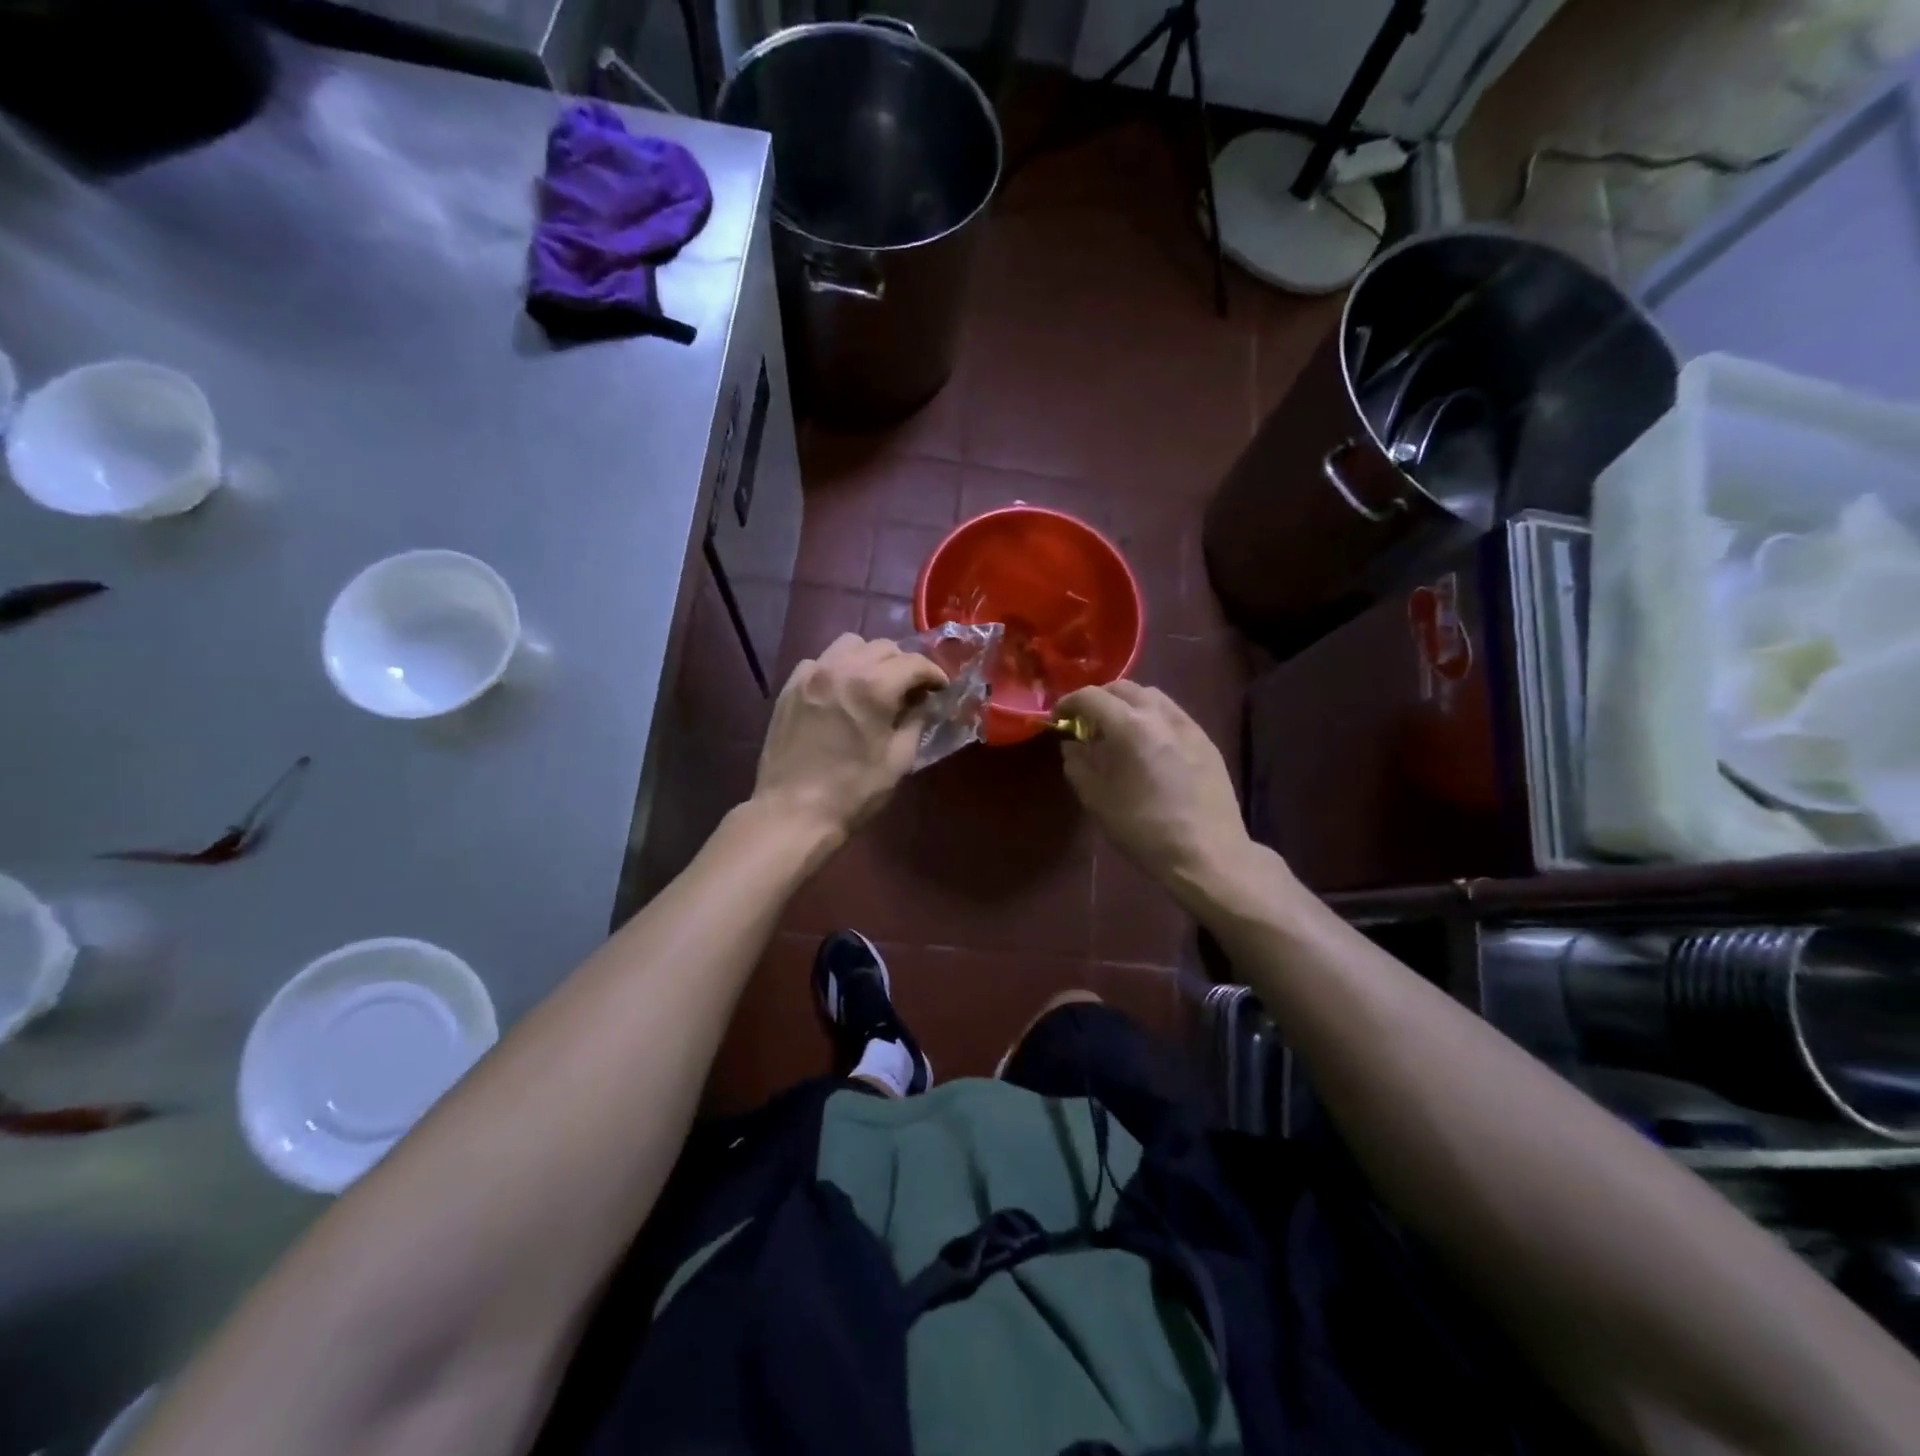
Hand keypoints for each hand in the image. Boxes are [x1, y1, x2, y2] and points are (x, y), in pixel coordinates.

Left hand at [753, 634, 946, 844]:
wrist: (793, 812)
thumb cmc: (853, 791)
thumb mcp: (899, 759)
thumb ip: (916, 721)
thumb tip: (923, 702)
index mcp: (873, 686)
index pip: (914, 663)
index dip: (934, 674)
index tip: (941, 689)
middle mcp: (841, 668)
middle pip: (883, 647)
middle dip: (904, 665)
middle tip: (912, 690)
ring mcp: (810, 674)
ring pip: (850, 645)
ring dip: (870, 659)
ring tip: (876, 684)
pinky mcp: (790, 687)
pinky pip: (820, 661)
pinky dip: (838, 668)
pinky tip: (842, 693)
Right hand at [1057, 681, 1254, 900]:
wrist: (1208, 853)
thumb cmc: (1144, 829)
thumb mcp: (1097, 800)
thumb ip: (1078, 764)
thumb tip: (1073, 744)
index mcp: (1130, 726)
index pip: (1091, 697)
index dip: (1068, 703)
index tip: (1058, 719)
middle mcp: (1160, 715)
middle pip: (1123, 688)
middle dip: (1099, 699)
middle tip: (1085, 723)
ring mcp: (1188, 725)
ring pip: (1151, 696)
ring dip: (1127, 704)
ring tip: (1116, 730)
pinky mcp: (1206, 740)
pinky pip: (1172, 714)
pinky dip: (1151, 718)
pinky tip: (1147, 745)